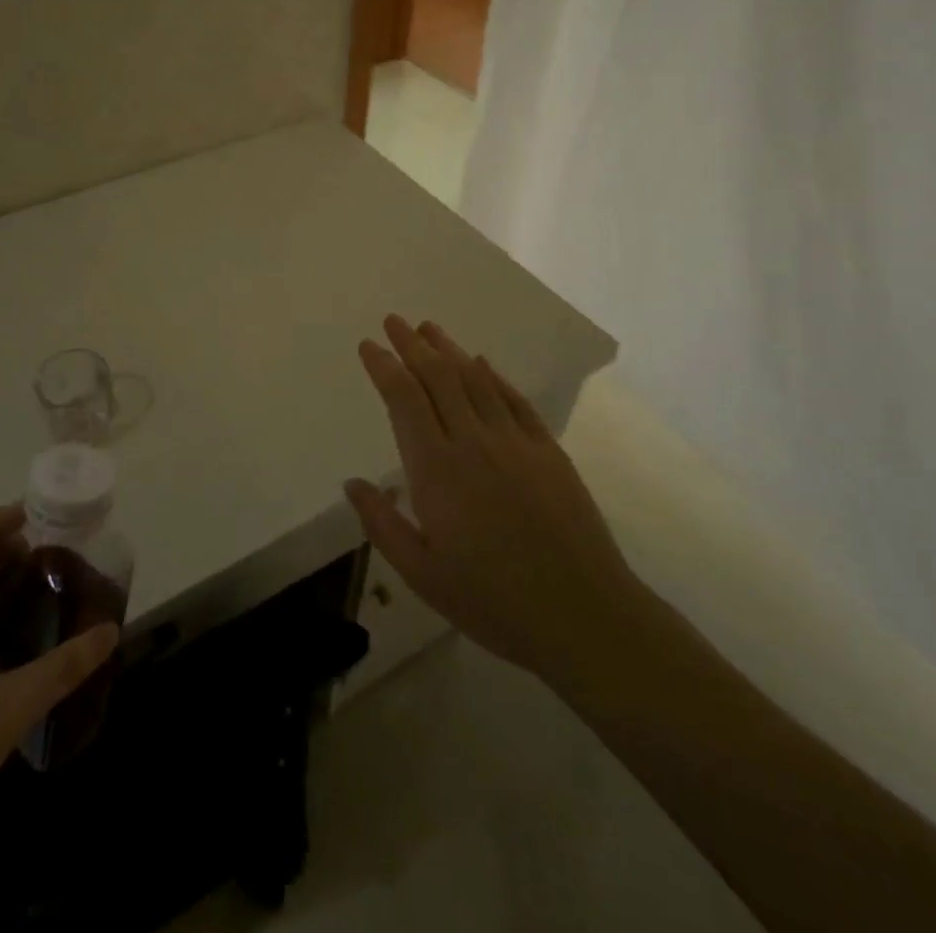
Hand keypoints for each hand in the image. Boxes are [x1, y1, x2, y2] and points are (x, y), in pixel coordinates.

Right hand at [345, 316, 645, 689]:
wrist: (582, 614)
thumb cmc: (492, 601)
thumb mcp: (422, 574)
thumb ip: (383, 524)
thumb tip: (353, 483)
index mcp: (436, 470)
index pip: (404, 399)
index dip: (384, 367)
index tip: (368, 346)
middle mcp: (473, 442)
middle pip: (438, 377)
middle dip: (412, 345)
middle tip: (393, 321)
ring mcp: (516, 443)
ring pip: (475, 381)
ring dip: (449, 350)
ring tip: (430, 328)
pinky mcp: (549, 452)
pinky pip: (515, 401)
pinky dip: (494, 376)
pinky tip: (482, 363)